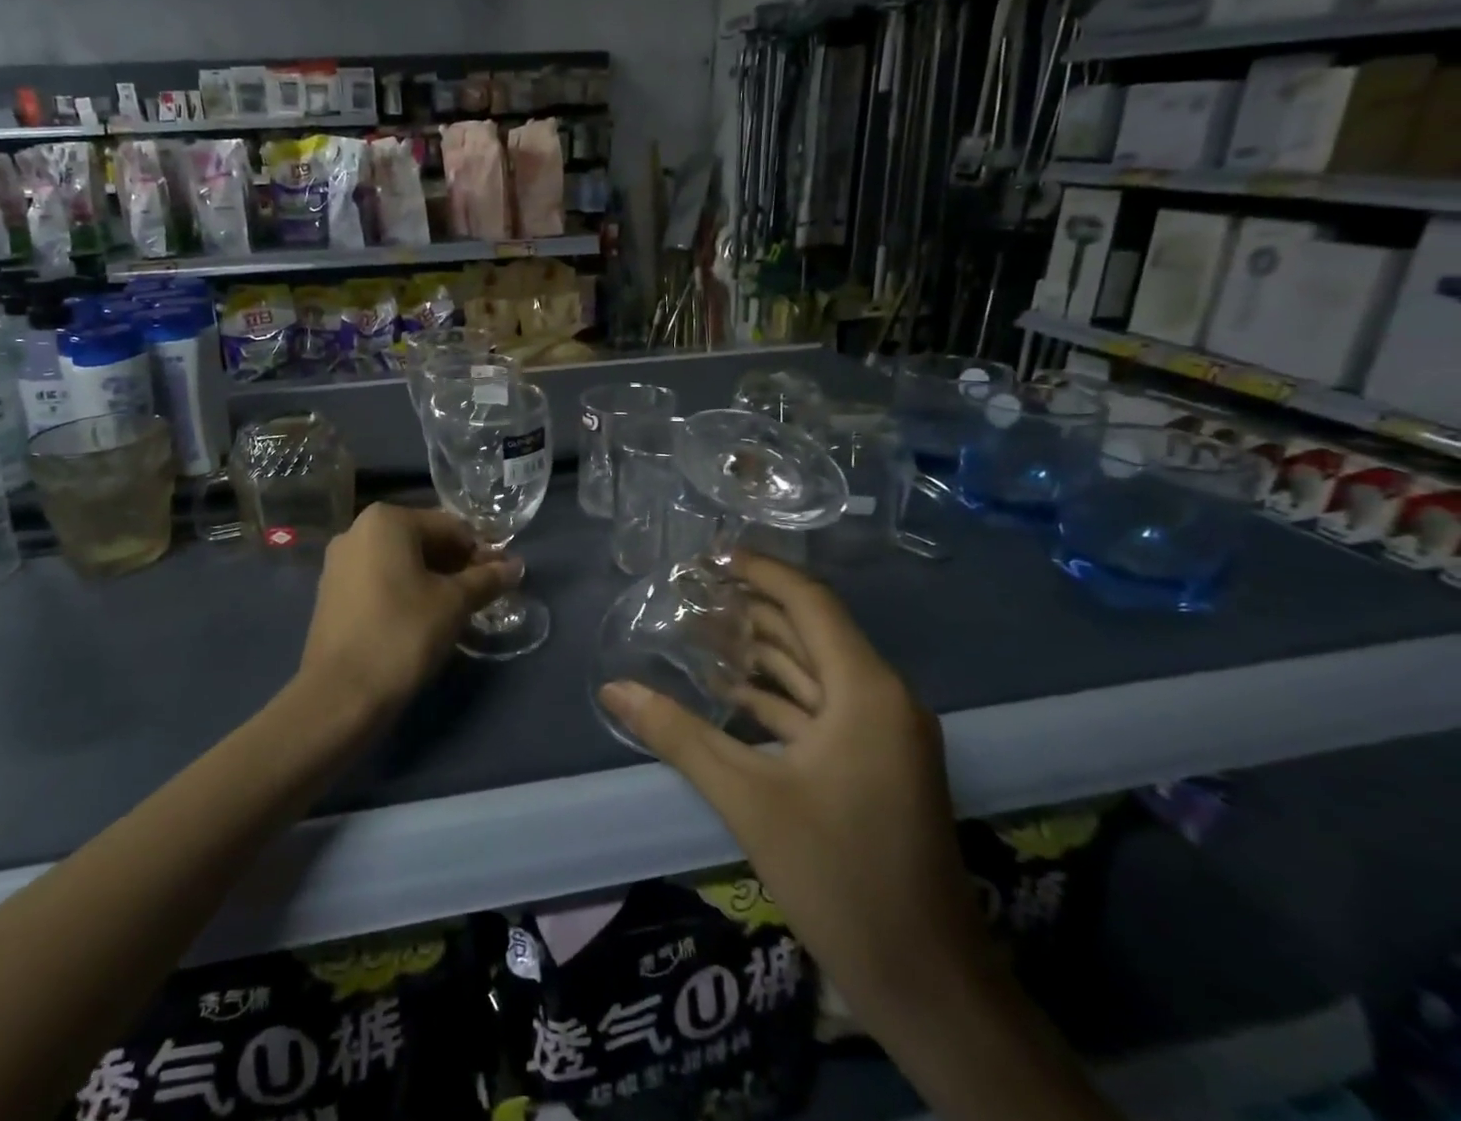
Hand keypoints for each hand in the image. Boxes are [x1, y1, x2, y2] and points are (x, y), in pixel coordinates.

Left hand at [299, 503, 520, 722]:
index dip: (481, 552)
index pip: (450, 527)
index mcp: (386, 520)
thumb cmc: (403, 633)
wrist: (340, 695)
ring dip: (434, 579)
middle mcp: (357, 530)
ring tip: (459, 609)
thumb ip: (487, 579)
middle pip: (423, 540)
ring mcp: (339, 562)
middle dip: (457, 565)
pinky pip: (380, 580)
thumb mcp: (454, 604)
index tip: (502, 578)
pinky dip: (406, 591)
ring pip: (401, 561)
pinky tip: (425, 618)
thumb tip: (516, 566)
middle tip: (484, 594)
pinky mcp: (332, 593)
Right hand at [597, 553, 991, 1035]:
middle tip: (692, 590)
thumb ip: (678, 735)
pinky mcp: (876, 763)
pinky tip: (729, 690)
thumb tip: (612, 689)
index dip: (761, 571)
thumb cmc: (839, 876)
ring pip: (815, 670)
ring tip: (700, 629)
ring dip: (762, 650)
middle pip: (811, 631)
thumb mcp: (747, 799)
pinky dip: (777, 694)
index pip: (810, 602)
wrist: (927, 984)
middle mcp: (883, 698)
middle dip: (752, 607)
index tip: (711, 555)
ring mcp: (883, 733)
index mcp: (866, 691)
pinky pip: (821, 707)